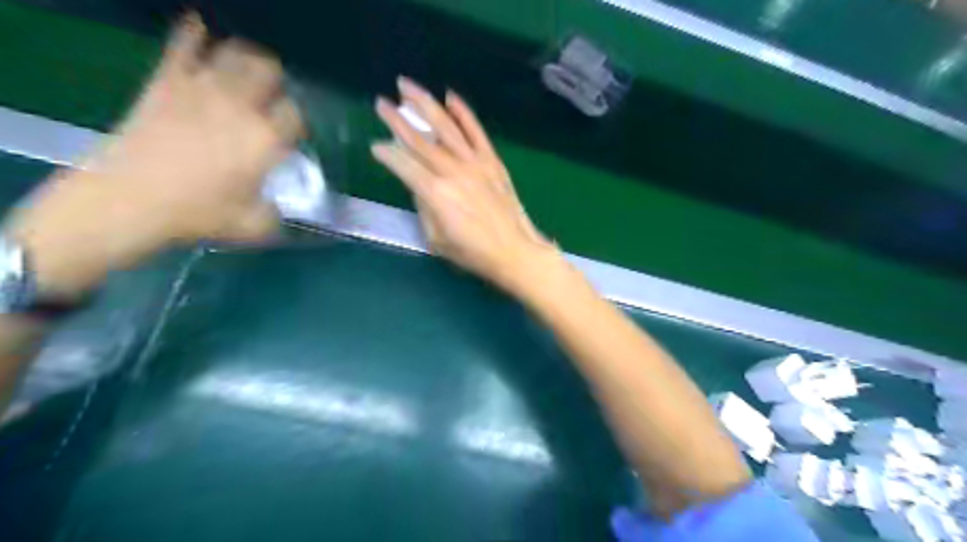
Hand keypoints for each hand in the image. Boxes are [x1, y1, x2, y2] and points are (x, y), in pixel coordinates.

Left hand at [7, 13, 300, 297]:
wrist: (130, 199)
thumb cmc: (199, 213)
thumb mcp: (254, 224)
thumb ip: (276, 210)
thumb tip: (280, 204)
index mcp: (265, 139)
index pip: (296, 114)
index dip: (298, 121)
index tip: (292, 132)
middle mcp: (240, 106)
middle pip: (269, 71)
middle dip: (277, 81)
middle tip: (273, 95)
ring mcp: (202, 88)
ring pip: (235, 52)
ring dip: (246, 57)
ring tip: (246, 69)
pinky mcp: (167, 81)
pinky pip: (183, 44)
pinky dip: (194, 33)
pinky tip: (201, 29)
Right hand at [373, 76, 562, 292]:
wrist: (515, 251)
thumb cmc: (473, 253)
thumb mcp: (436, 239)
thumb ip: (424, 208)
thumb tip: (418, 185)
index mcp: (435, 193)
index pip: (404, 165)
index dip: (387, 154)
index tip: (376, 145)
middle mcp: (453, 172)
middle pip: (420, 140)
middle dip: (398, 119)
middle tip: (382, 102)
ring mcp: (475, 163)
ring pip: (446, 127)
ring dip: (425, 104)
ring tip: (407, 86)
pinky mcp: (492, 162)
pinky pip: (476, 132)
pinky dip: (464, 113)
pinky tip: (450, 97)